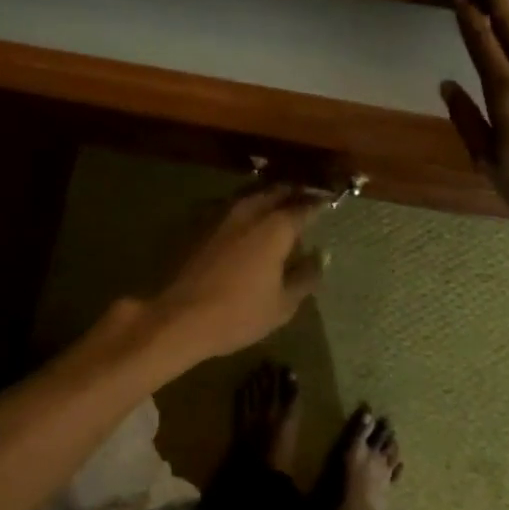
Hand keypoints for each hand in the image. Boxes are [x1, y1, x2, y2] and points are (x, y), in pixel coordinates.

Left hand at [148, 184, 325, 361]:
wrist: (179, 317)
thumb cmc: (238, 314)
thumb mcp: (283, 304)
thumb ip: (305, 277)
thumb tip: (320, 257)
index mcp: (275, 228)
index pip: (304, 207)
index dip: (319, 204)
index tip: (329, 203)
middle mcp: (250, 212)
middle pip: (276, 192)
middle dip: (294, 192)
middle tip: (307, 198)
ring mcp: (222, 216)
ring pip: (252, 195)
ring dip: (268, 196)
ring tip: (280, 206)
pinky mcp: (201, 225)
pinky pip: (232, 207)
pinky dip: (246, 209)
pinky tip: (249, 222)